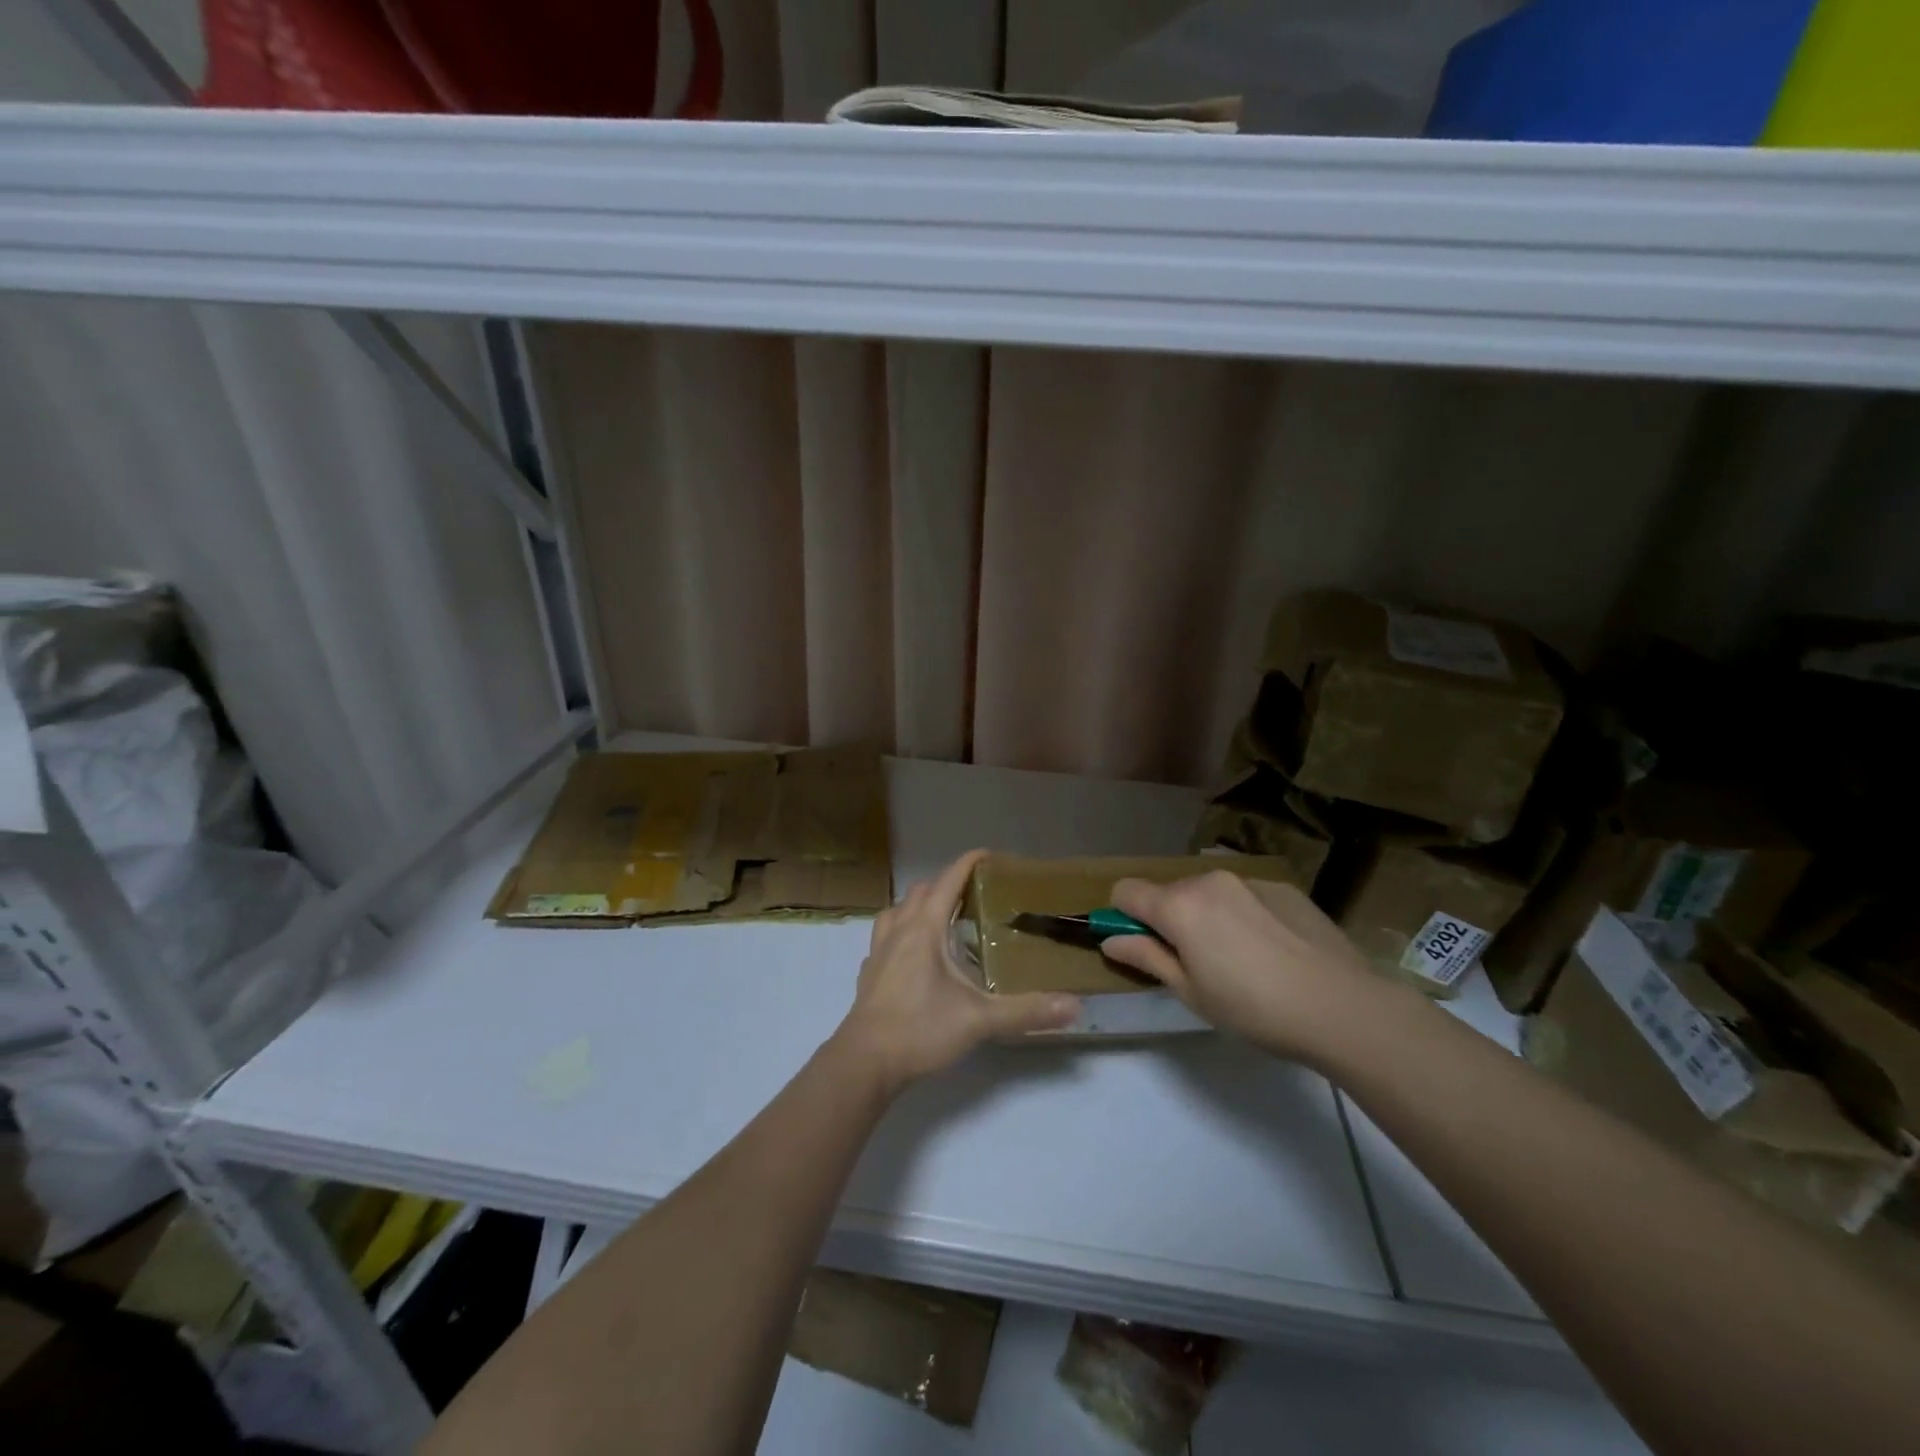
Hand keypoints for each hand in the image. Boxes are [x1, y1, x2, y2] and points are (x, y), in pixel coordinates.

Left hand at [836, 850, 1079, 1091]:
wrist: (865, 1062)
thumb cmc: (920, 1029)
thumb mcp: (979, 1020)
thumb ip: (1026, 1011)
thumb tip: (1074, 1006)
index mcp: (924, 928)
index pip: (948, 880)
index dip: (969, 863)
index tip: (990, 856)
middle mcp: (899, 930)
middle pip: (922, 890)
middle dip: (947, 884)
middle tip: (976, 896)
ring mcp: (879, 950)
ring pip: (898, 910)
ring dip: (920, 905)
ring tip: (942, 920)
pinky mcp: (869, 972)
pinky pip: (885, 936)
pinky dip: (902, 932)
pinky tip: (914, 954)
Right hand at [1102, 871, 1379, 1062]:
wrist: (1343, 1007)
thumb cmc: (1254, 1009)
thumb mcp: (1191, 993)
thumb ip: (1147, 958)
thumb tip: (1111, 939)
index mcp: (1179, 906)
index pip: (1126, 891)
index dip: (1122, 917)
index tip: (1139, 947)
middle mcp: (1209, 880)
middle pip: (1168, 892)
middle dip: (1169, 920)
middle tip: (1194, 965)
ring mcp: (1249, 880)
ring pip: (1208, 893)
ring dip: (1207, 917)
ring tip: (1239, 960)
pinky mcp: (1283, 887)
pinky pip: (1245, 896)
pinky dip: (1243, 916)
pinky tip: (1272, 952)